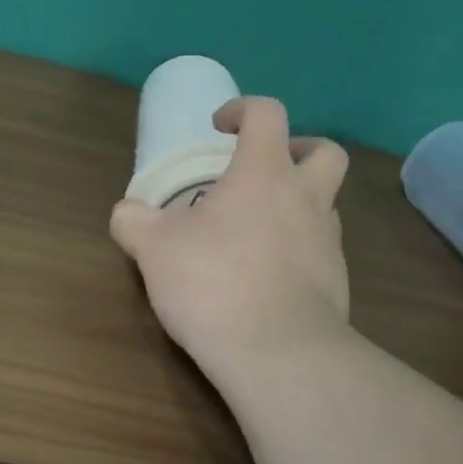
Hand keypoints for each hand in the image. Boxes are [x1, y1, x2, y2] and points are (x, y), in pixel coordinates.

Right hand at [110, 96, 350, 379]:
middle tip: (264, 171)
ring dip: (296, 206)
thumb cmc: (214, 283)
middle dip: (298, 150)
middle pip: (325, 152)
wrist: (277, 353)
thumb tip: (126, 213)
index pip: (267, 114)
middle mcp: (306, 198)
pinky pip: (320, 251)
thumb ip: (133, 221)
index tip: (219, 128)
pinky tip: (265, 279)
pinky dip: (296, 252)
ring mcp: (328, 242)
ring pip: (324, 205)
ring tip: (255, 234)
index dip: (242, 110)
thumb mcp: (154, 248)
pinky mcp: (337, 283)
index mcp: (265, 173)